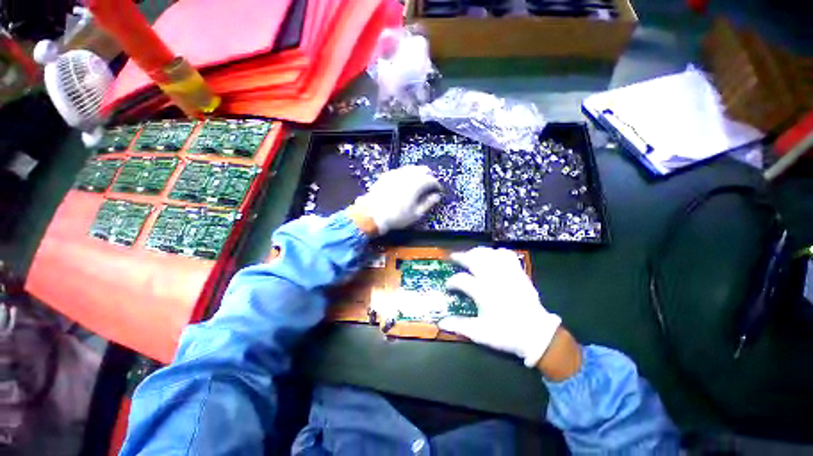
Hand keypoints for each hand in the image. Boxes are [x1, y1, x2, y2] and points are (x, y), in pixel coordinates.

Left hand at [351, 166, 441, 234]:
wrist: (372, 214)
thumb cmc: (396, 216)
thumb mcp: (416, 213)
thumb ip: (428, 203)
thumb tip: (436, 197)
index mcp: (417, 184)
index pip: (432, 180)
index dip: (437, 185)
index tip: (438, 190)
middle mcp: (407, 175)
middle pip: (422, 170)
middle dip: (429, 176)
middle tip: (430, 184)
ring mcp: (396, 173)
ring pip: (412, 168)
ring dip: (418, 173)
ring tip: (419, 182)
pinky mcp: (387, 175)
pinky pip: (401, 170)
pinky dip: (407, 173)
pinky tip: (405, 180)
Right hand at [439, 247, 562, 367]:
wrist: (537, 334)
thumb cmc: (507, 334)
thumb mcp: (481, 333)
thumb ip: (460, 326)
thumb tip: (441, 323)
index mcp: (483, 293)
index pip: (461, 279)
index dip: (452, 281)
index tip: (448, 285)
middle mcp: (494, 279)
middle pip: (474, 259)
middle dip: (461, 256)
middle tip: (454, 257)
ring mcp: (507, 274)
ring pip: (489, 254)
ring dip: (477, 252)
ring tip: (470, 254)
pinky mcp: (518, 273)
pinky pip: (507, 255)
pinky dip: (497, 252)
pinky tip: (492, 256)